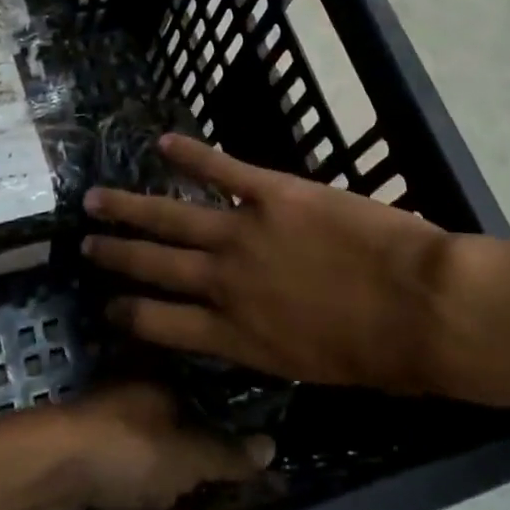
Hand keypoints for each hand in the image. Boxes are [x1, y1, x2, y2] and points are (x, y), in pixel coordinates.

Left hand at [47, 382, 272, 509]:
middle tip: (234, 477)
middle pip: (181, 416)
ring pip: (155, 442)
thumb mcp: (189, 456)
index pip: (207, 389)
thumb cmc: (128, 452)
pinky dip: (146, 482)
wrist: (52, 476)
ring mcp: (112, 423)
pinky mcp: (92, 455)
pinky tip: (160, 502)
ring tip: (204, 494)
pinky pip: (133, 467)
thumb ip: (227, 454)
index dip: (230, 416)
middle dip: (201, 443)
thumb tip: (272, 446)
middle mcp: (137, 392)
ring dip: (171, 466)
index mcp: (162, 377)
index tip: (254, 443)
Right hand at [82, 134, 466, 394]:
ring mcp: (244, 234)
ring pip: (171, 217)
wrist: (423, 308)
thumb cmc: (382, 354)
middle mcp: (225, 284)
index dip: (128, 315)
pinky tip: (164, 143)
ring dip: (130, 208)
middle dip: (116, 255)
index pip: (161, 325)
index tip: (107, 307)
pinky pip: (221, 170)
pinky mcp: (272, 194)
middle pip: (154, 266)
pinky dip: (191, 155)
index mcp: (236, 335)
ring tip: (96, 200)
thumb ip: (267, 344)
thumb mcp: (311, 366)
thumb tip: (248, 328)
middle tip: (85, 244)